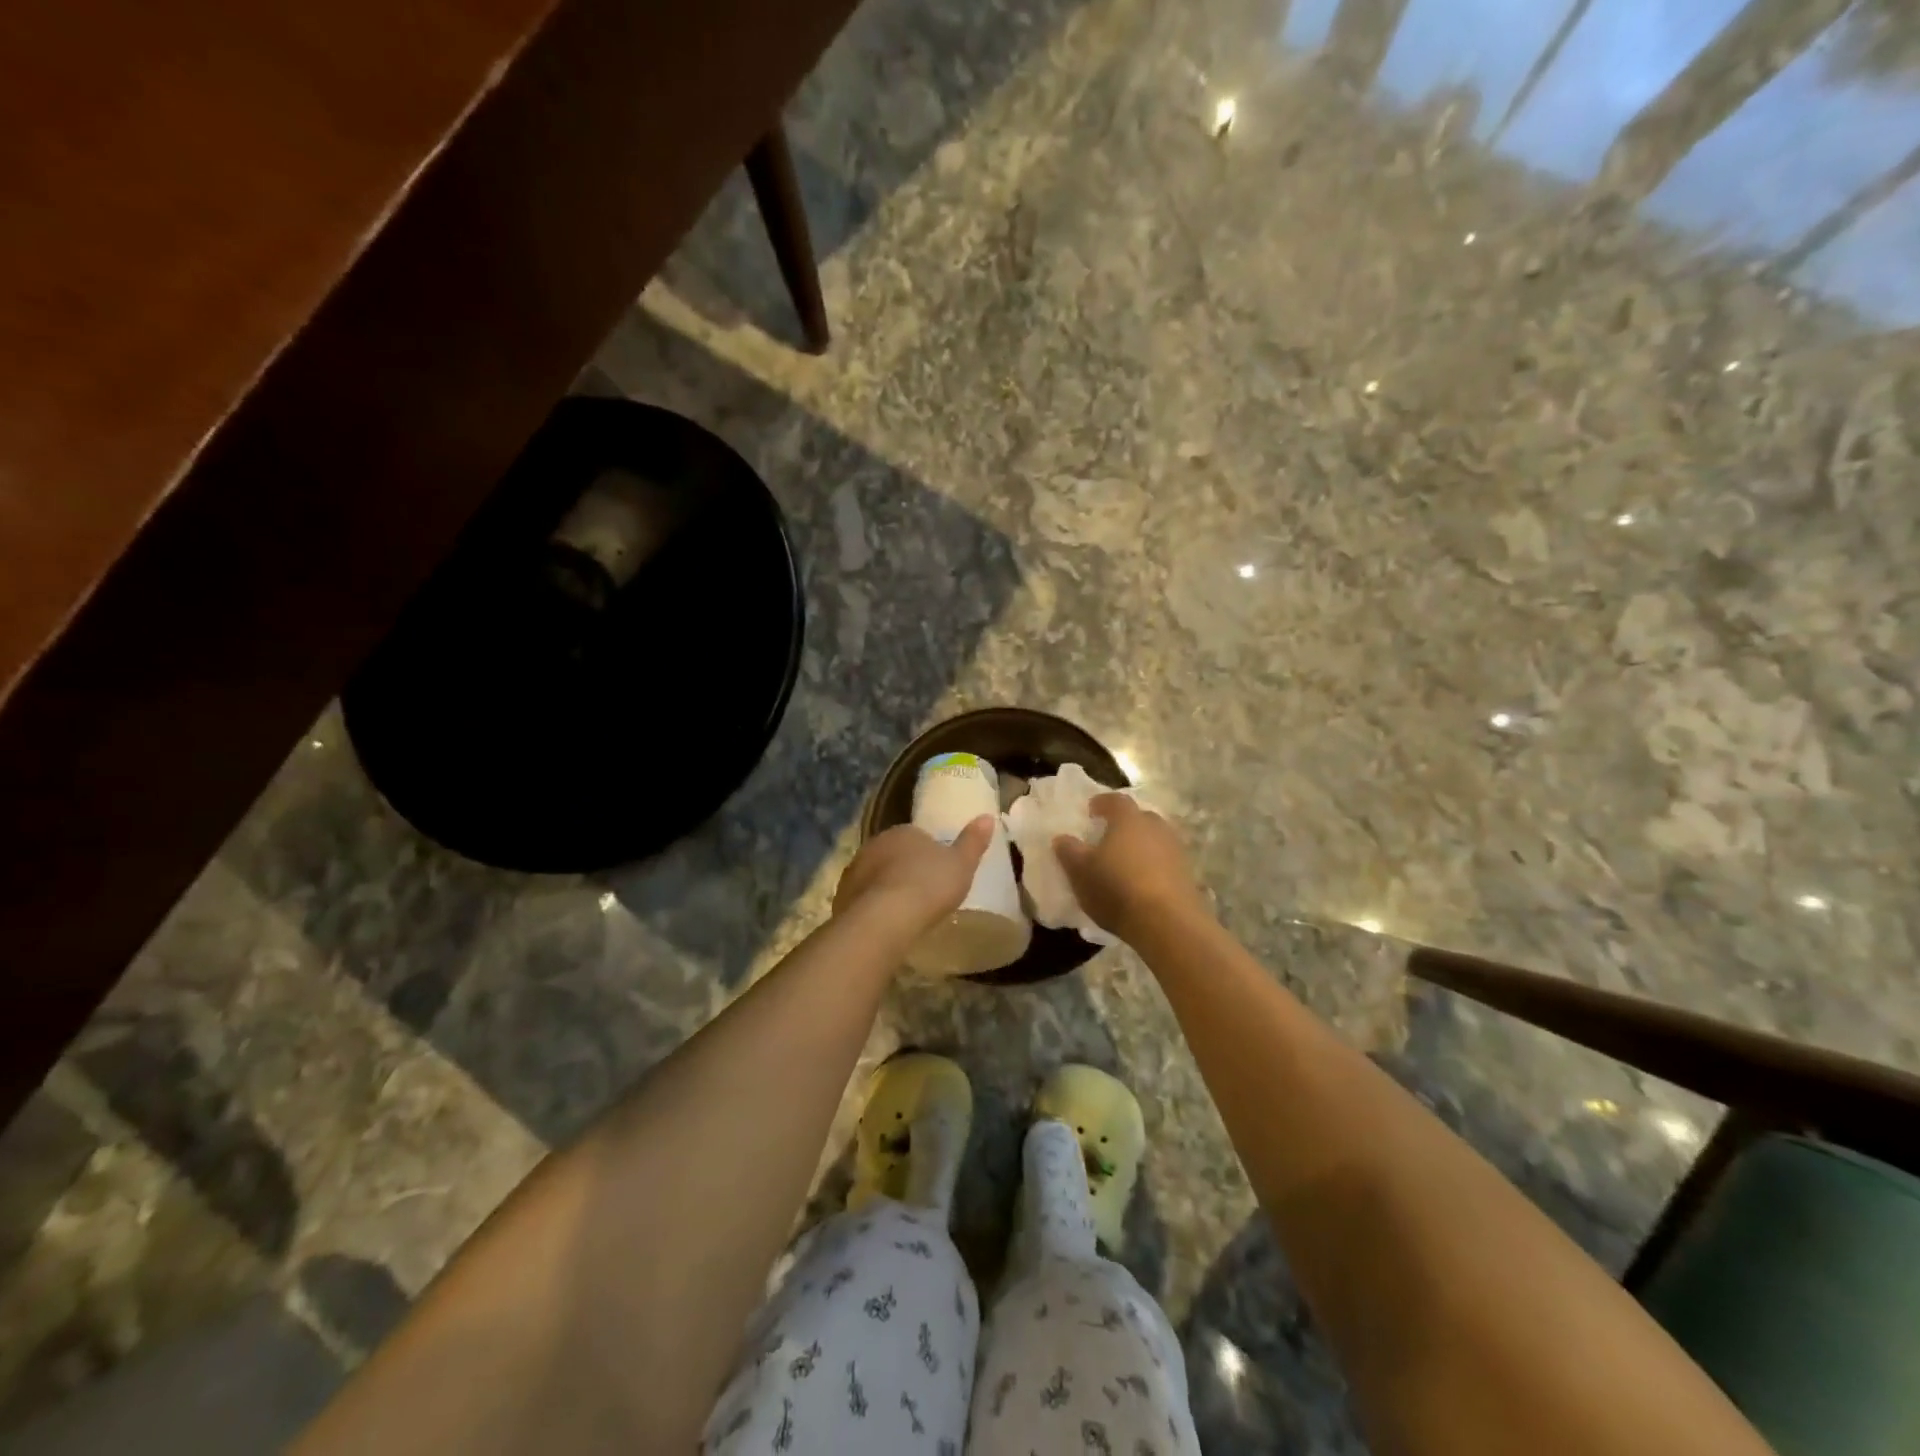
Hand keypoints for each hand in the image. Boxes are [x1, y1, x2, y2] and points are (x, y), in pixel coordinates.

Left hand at [834, 817, 995, 940]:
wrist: (883, 919)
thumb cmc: (928, 886)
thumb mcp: (961, 864)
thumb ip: (973, 841)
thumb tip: (988, 816)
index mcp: (902, 832)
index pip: (916, 836)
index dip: (927, 854)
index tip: (938, 873)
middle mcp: (874, 845)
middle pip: (893, 855)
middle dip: (904, 870)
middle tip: (923, 893)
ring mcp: (854, 871)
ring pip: (875, 876)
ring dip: (886, 888)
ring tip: (904, 913)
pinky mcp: (842, 897)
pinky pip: (862, 899)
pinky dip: (873, 908)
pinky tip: (885, 925)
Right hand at [1054, 795, 1206, 942]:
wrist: (1168, 923)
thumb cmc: (1117, 888)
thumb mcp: (1080, 872)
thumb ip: (1069, 851)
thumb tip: (1062, 838)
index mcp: (1128, 819)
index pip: (1115, 800)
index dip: (1102, 803)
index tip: (1091, 810)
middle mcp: (1155, 827)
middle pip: (1139, 818)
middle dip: (1124, 825)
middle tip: (1108, 837)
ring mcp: (1175, 850)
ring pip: (1154, 840)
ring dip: (1140, 847)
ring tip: (1124, 863)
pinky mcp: (1187, 875)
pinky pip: (1165, 862)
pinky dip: (1152, 867)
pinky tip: (1141, 884)